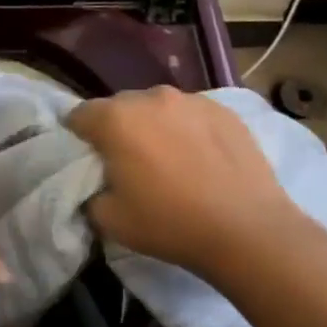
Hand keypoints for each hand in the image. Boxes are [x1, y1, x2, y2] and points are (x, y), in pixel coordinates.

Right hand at [69, 86, 299, 284]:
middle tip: (128, 163)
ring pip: (158, 107)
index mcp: (117, 119)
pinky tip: (201, 160)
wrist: (248, 230)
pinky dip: (187, 130)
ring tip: (170, 160)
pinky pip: (191, 114)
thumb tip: (95, 184)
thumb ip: (89, 194)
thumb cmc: (171, 224)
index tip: (88, 160)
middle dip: (117, 129)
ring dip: (154, 126)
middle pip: (119, 107)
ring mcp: (190, 99)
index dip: (78, 137)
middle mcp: (150, 97)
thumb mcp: (110, 221)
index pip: (80, 115)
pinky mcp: (223, 109)